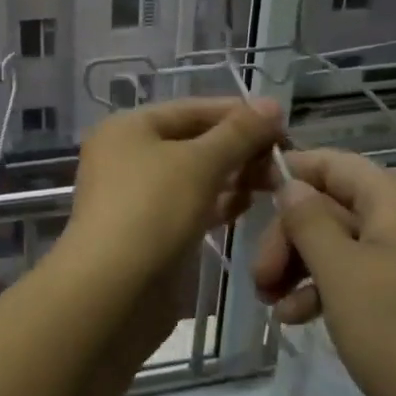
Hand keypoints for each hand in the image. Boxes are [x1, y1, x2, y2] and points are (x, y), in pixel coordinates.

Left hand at [64, 97, 283, 297]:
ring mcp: (136, 196)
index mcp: (128, 128)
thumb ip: (238, 133)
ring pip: (193, 176)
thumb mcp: (200, 163)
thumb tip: (272, 105)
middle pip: (193, 141)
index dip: (238, 113)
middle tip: (283, 160)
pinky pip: (189, 206)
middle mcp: (127, 156)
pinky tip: (247, 206)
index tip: (283, 124)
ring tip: (273, 183)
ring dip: (232, 176)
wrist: (112, 291)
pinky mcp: (148, 231)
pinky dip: (217, 203)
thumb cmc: (152, 210)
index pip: (191, 109)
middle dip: (238, 148)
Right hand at [253, 150, 395, 395]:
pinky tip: (297, 318)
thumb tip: (291, 185)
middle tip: (258, 278)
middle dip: (289, 237)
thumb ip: (308, 219)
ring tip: (270, 304)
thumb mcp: (340, 272)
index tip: (245, 193)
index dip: (288, 172)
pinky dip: (326, 290)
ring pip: (341, 244)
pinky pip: (359, 275)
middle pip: (332, 206)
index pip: (333, 163)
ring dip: (300, 267)